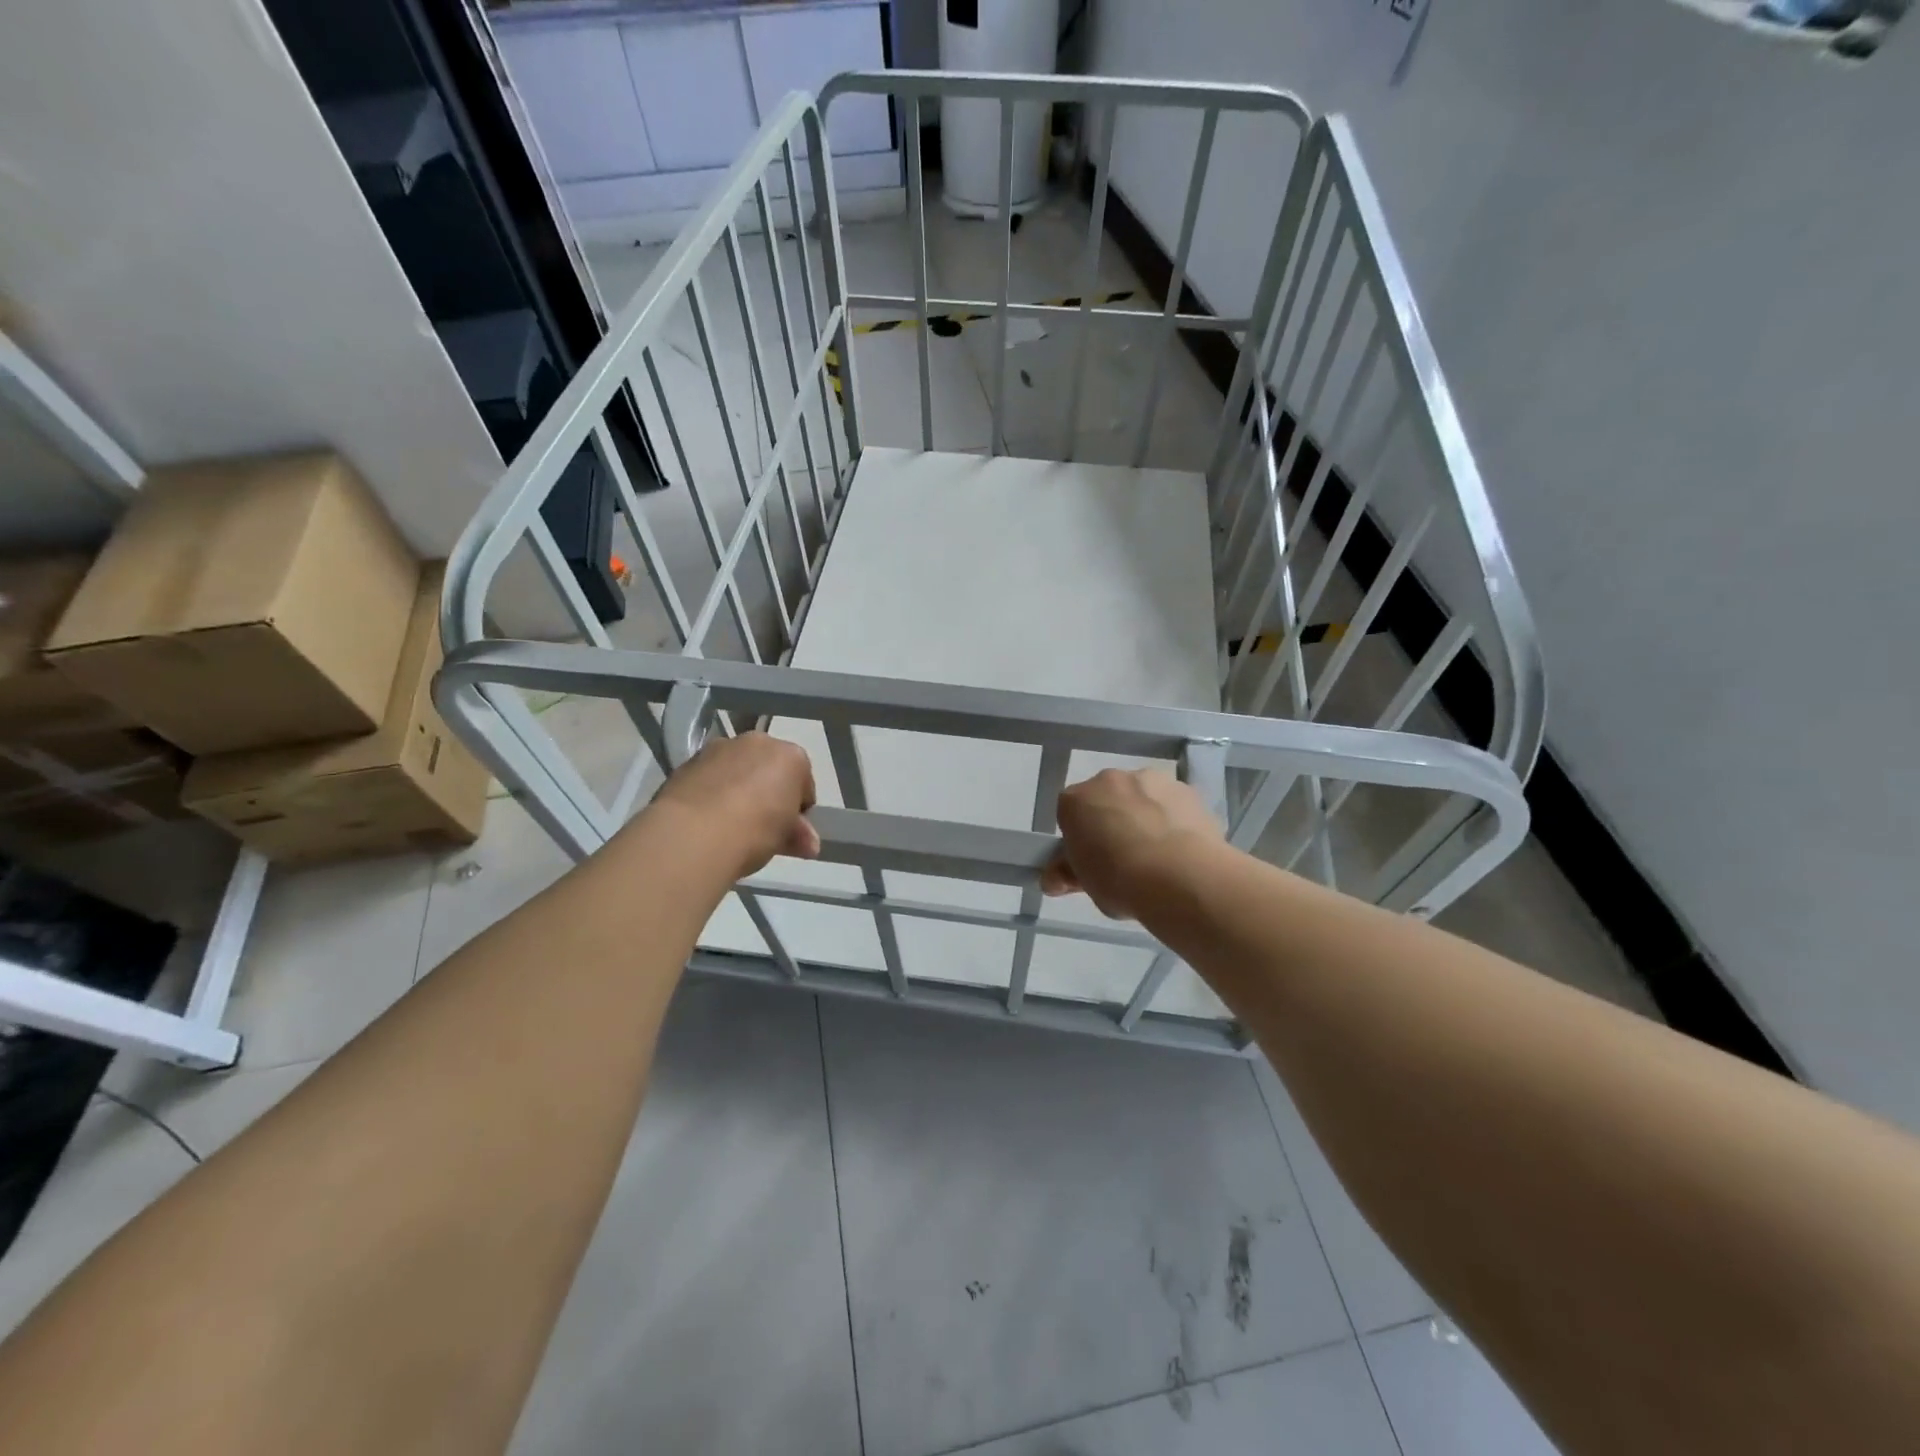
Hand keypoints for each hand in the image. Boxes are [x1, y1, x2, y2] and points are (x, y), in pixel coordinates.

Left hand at [647, 732, 819, 880]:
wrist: (693, 833)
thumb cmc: (755, 830)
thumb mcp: (785, 838)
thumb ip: (798, 834)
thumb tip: (808, 844)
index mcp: (791, 756)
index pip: (803, 782)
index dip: (798, 808)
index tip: (789, 830)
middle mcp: (757, 742)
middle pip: (769, 768)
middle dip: (767, 792)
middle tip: (761, 827)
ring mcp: (719, 748)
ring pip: (737, 769)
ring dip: (737, 789)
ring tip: (729, 824)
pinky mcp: (688, 761)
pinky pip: (710, 776)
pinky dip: (711, 791)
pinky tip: (706, 819)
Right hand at [1041, 767, 1223, 920]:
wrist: (1182, 877)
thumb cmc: (1120, 881)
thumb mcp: (1085, 884)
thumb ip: (1067, 874)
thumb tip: (1053, 879)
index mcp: (1075, 800)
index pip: (1069, 814)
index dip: (1079, 838)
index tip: (1090, 861)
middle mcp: (1109, 780)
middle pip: (1105, 800)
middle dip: (1111, 822)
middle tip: (1123, 859)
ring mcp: (1150, 779)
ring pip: (1140, 797)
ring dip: (1143, 816)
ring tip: (1158, 856)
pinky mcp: (1185, 788)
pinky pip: (1171, 803)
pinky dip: (1173, 818)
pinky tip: (1182, 848)